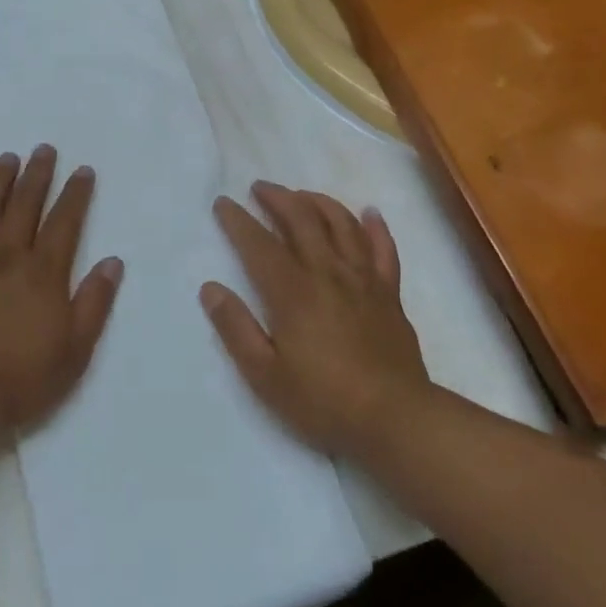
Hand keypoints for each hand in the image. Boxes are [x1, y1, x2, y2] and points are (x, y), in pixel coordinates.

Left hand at [0, 145, 122, 443]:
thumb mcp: (74, 351)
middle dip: (38, 174)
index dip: (75, 194)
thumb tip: (112, 261)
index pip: (65, 222)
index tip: (82, 169)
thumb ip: (94, 303)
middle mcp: (8, 256)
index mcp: (43, 273)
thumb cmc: (19, 378)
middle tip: (44, 148)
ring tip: (8, 158)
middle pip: (25, 204)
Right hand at [202, 181, 430, 456]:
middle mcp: (327, 273)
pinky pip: (384, 250)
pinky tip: (369, 213)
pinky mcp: (389, 293)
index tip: (222, 202)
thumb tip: (210, 288)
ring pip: (342, 224)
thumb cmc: (323, 400)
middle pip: (302, 220)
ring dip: (319, 202)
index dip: (238, 220)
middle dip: (278, 198)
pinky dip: (375, 227)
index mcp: (293, 291)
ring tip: (302, 195)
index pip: (259, 244)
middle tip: (260, 187)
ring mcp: (363, 280)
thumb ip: (236, 328)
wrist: (395, 419)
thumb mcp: (265, 375)